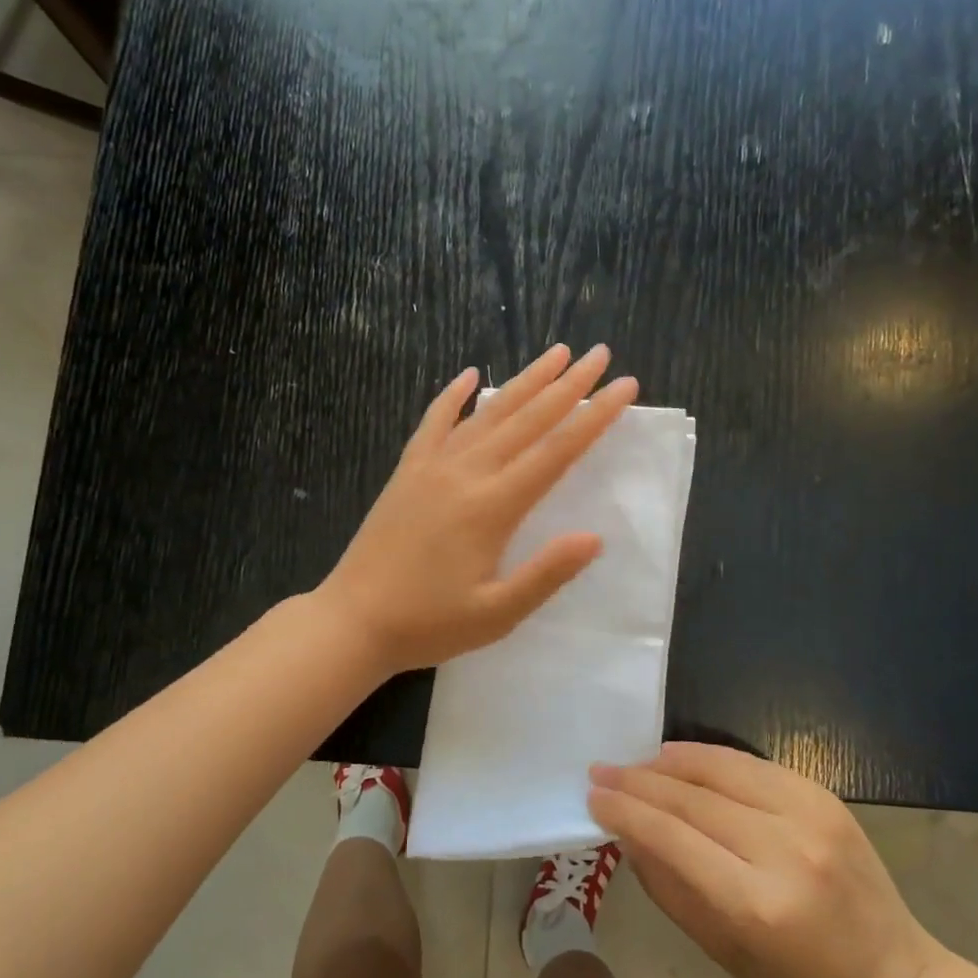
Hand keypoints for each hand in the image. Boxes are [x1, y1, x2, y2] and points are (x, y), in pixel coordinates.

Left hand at [318, 344, 638, 674]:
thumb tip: (595, 537)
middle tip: (599, 354)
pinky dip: (452, 396)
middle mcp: (465, 474)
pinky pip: (433, 423)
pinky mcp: (407, 471)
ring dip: (523, 381)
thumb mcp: (497, 614)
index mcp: (493, 507)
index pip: (556, 452)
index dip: (594, 417)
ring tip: (554, 353)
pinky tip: (468, 376)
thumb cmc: (429, 624)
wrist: (353, 620)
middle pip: (526, 419)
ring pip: (486, 413)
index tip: (624, 387)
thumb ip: (546, 574)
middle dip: (567, 385)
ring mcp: (432, 467)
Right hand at [589, 743, 951, 977]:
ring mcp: (809, 815)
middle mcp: (783, 849)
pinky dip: (708, 757)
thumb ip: (667, 886)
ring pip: (719, 769)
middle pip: (691, 799)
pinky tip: (678, 757)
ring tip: (634, 763)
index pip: (672, 837)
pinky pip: (750, 764)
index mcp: (756, 903)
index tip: (593, 797)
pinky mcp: (823, 795)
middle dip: (637, 782)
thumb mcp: (721, 950)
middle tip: (600, 772)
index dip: (626, 812)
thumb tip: (625, 833)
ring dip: (668, 762)